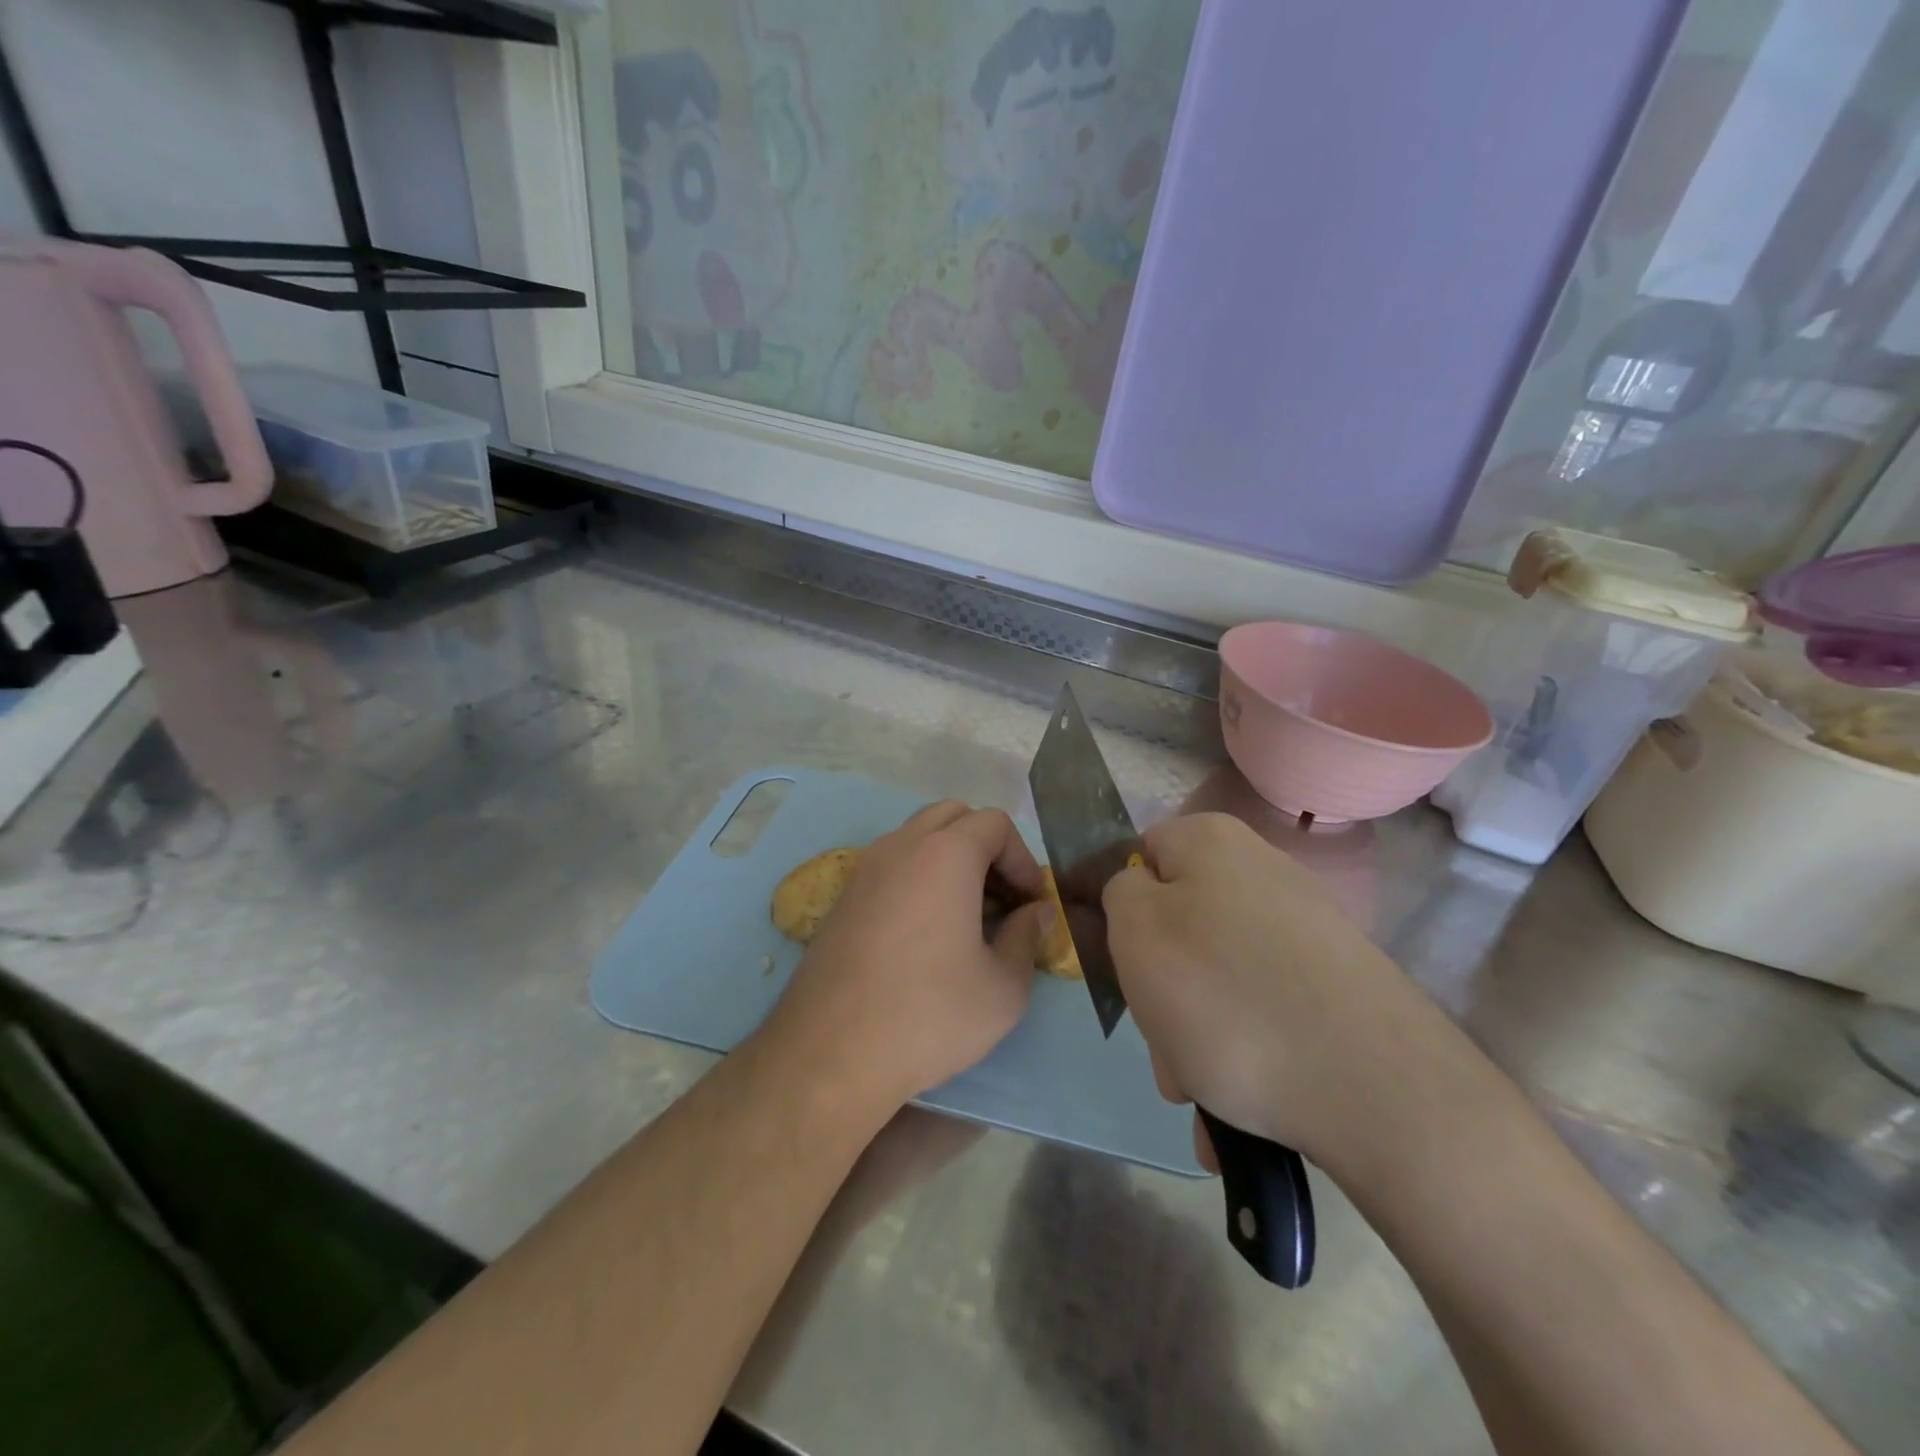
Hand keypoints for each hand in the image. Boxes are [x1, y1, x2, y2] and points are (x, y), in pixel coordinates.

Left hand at [767, 801, 1052, 1110]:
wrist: (831, 1053)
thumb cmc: (929, 1015)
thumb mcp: (1003, 989)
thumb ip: (1027, 938)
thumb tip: (1036, 913)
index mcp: (945, 855)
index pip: (995, 823)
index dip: (1022, 858)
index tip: (1031, 903)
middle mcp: (901, 846)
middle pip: (953, 817)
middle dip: (986, 847)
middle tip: (1002, 899)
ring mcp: (865, 868)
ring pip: (918, 837)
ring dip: (950, 859)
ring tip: (967, 915)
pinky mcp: (843, 896)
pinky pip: (891, 864)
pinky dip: (918, 877)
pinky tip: (926, 931)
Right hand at [1103, 812, 1437, 1163]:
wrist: (1375, 1089)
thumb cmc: (1225, 995)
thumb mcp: (1135, 932)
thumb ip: (1118, 892)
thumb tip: (1139, 889)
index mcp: (1212, 841)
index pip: (1141, 856)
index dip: (1121, 909)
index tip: (1124, 965)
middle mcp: (1263, 871)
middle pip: (1180, 924)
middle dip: (1163, 990)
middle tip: (1163, 1049)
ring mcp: (1306, 929)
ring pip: (1219, 977)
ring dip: (1196, 1035)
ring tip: (1201, 1092)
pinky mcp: (1338, 983)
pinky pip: (1264, 1011)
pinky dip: (1245, 1054)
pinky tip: (1242, 1109)